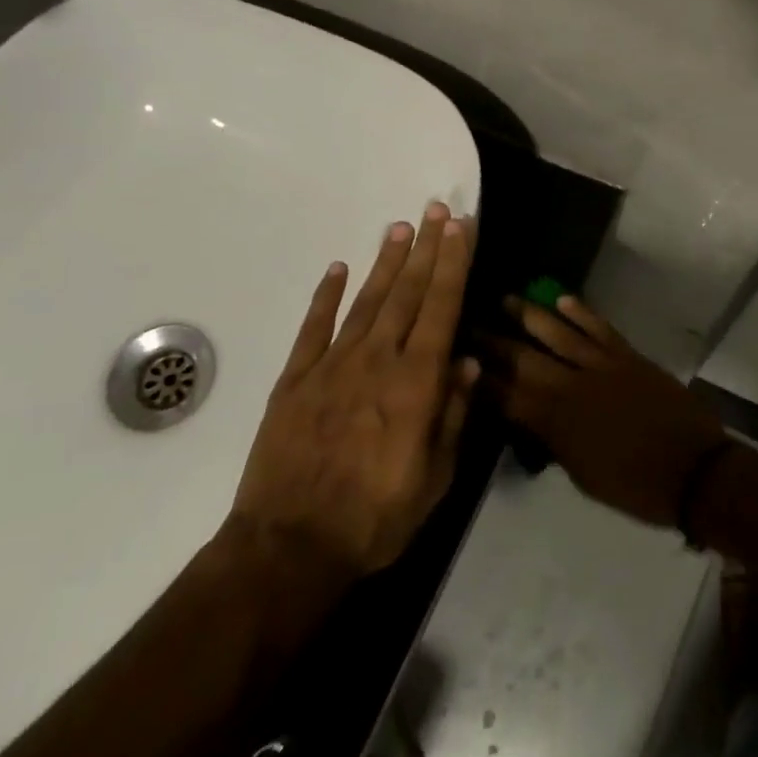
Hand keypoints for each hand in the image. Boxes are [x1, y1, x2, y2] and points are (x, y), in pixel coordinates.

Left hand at [230, 202, 477, 575]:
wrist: (290, 546)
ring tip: (400, 228)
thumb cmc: (376, 518)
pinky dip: (326, 296)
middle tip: (436, 210)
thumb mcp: (434, 478)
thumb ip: (452, 415)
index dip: (453, 264)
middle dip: (426, 248)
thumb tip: (468, 362)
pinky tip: (338, 269)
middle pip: (407, 293)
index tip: (461, 228)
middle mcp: (377, 360)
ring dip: (386, 262)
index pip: (441, 308)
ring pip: (366, 301)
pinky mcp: (295, 380)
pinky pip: (314, 328)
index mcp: (416, 382)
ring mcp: (332, 366)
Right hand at [489, 293, 725, 528]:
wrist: (693, 470)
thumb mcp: (582, 476)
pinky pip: (599, 328)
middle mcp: (572, 387)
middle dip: (494, 343)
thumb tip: (531, 419)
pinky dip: (581, 312)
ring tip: (506, 298)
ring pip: (558, 334)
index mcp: (557, 423)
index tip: (459, 359)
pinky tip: (562, 298)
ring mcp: (602, 366)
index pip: (507, 397)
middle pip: (524, 360)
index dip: (482, 379)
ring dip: (530, 315)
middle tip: (469, 323)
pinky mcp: (628, 356)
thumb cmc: (635, 485)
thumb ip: (553, 442)